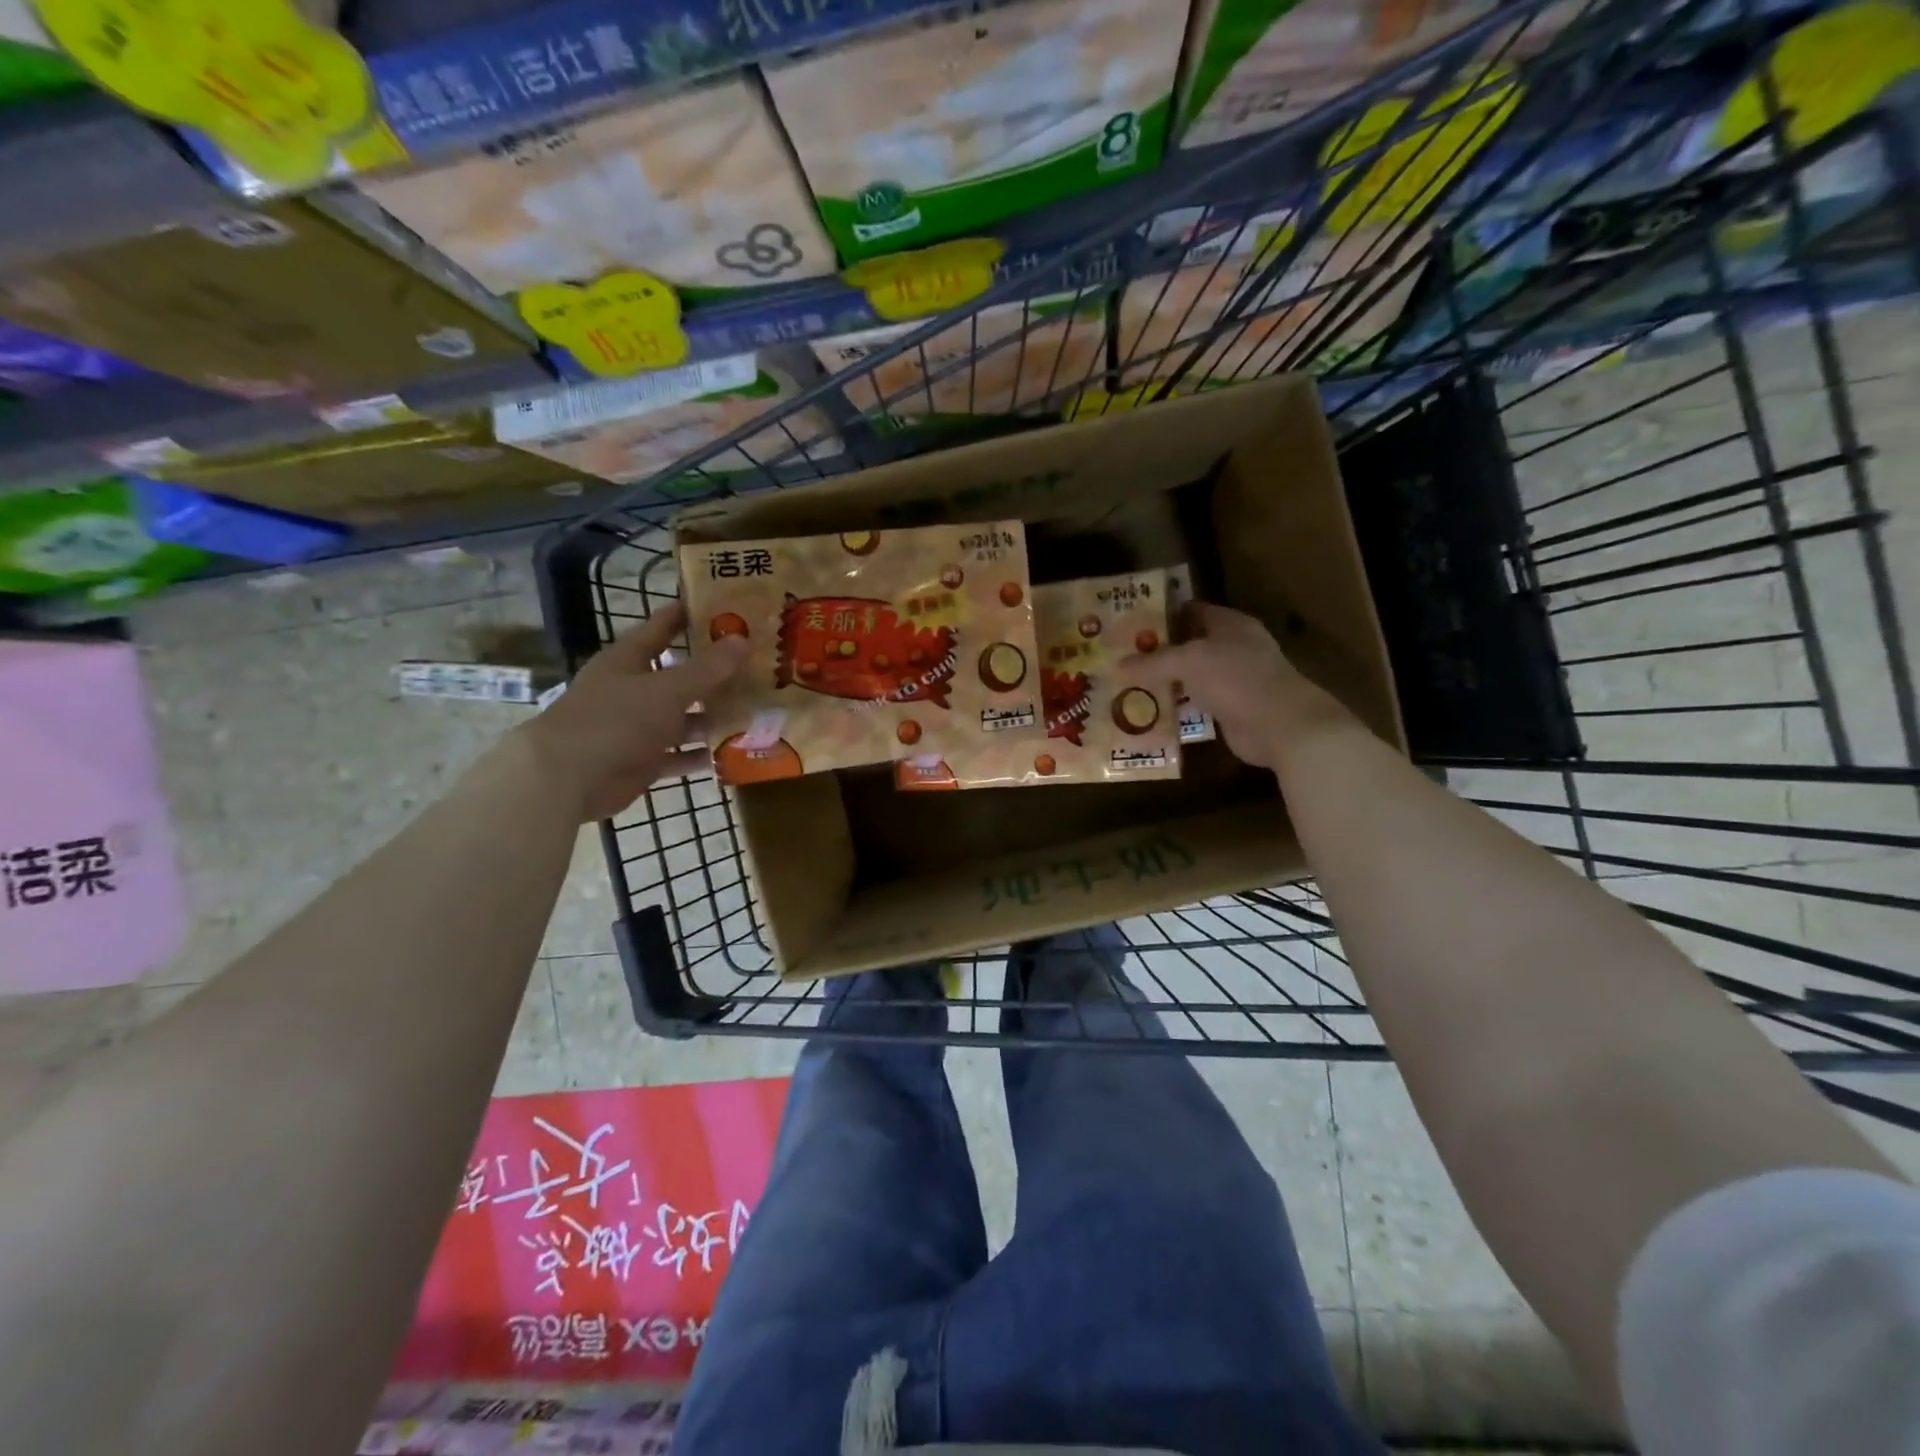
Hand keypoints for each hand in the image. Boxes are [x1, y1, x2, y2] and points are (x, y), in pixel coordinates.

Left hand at [519, 603, 749, 821]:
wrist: (567, 779)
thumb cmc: (615, 720)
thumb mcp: (666, 690)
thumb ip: (707, 669)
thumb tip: (743, 640)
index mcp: (629, 660)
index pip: (663, 626)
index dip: (692, 614)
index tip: (729, 606)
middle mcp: (633, 690)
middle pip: (680, 675)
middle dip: (716, 672)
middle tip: (760, 665)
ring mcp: (638, 728)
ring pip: (684, 718)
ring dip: (714, 716)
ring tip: (757, 710)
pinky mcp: (642, 762)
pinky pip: (680, 755)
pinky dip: (703, 754)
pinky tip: (736, 751)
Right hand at [1119, 602, 1346, 771]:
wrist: (1279, 725)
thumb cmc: (1236, 678)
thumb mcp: (1188, 662)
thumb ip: (1153, 662)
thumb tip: (1117, 666)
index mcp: (1230, 624)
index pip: (1192, 610)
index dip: (1163, 615)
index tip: (1130, 624)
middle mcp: (1234, 648)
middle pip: (1189, 644)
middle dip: (1158, 651)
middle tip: (1122, 657)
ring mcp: (1234, 680)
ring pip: (1191, 676)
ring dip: (1165, 682)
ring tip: (1128, 685)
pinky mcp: (1231, 710)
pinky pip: (1196, 704)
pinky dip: (1177, 707)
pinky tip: (1150, 712)